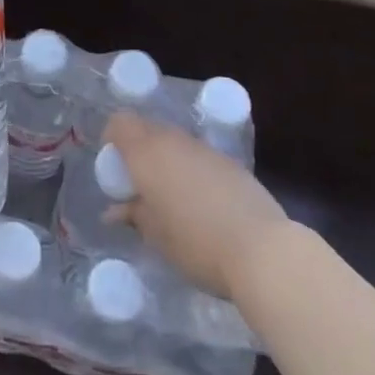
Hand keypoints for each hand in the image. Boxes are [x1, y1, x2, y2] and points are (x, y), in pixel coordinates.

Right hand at [104, 111, 291, 300]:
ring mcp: (204, 149)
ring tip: (172, 197)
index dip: (112, 139)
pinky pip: (199, 157)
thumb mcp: (156, 236)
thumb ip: (133, 215)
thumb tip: (114, 210)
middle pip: (147, 129)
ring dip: (167, 160)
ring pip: (175, 142)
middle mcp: (173, 141)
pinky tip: (203, 203)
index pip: (119, 124)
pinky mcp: (231, 162)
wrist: (263, 250)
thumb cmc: (196, 243)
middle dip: (139, 150)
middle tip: (141, 184)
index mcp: (147, 153)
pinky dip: (192, 170)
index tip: (115, 168)